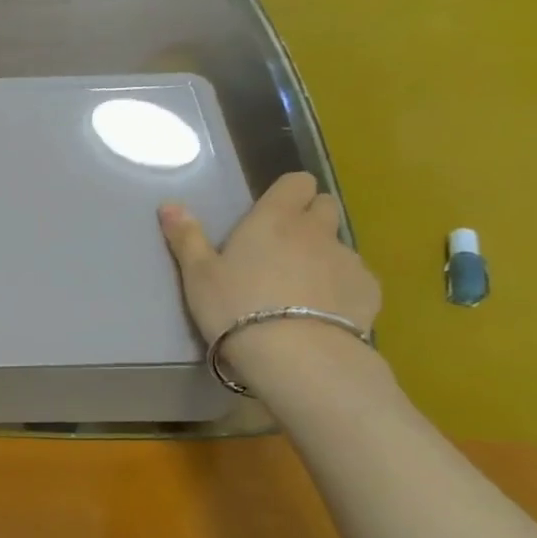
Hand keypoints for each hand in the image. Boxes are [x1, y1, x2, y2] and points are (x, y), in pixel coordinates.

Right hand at [159, 172, 380, 378]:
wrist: (295, 355)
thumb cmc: (235, 308)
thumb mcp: (198, 276)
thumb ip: (187, 238)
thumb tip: (168, 204)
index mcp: (274, 219)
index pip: (297, 182)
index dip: (287, 194)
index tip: (270, 215)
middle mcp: (316, 231)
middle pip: (324, 207)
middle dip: (309, 220)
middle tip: (282, 251)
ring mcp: (348, 259)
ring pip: (338, 246)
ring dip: (322, 258)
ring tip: (299, 294)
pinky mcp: (368, 291)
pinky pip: (355, 280)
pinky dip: (340, 290)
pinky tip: (321, 316)